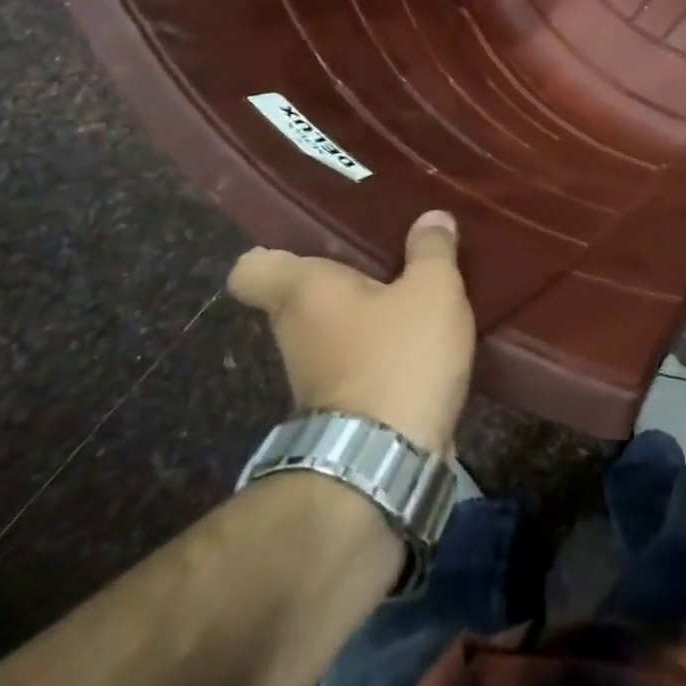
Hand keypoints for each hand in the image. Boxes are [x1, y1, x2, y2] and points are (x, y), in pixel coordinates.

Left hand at [228, 211, 474, 454]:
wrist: (385, 468)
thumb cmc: (398, 357)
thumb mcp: (432, 289)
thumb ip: (433, 249)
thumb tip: (432, 218)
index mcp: (303, 292)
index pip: (252, 268)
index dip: (274, 251)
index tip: (313, 242)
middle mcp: (296, 332)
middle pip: (302, 297)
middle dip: (341, 279)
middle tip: (388, 255)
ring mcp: (314, 378)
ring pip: (332, 332)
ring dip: (367, 318)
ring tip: (414, 293)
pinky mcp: (341, 412)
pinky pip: (356, 364)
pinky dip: (381, 354)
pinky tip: (422, 340)